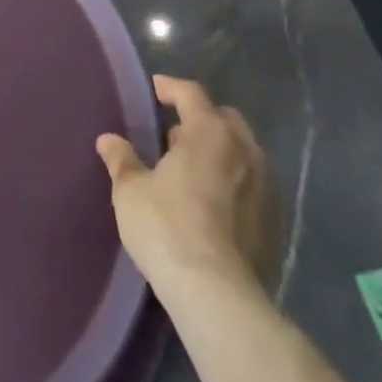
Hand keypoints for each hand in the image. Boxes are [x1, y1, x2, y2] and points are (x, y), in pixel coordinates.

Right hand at [96, 75, 278, 296]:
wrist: (215, 294)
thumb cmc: (166, 226)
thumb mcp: (131, 189)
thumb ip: (121, 159)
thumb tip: (109, 140)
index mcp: (210, 132)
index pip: (191, 93)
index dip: (170, 87)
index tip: (154, 89)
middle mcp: (244, 150)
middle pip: (224, 119)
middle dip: (200, 118)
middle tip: (173, 132)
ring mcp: (264, 187)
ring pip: (241, 152)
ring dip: (217, 151)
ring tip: (189, 167)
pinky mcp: (273, 222)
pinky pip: (249, 184)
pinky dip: (230, 180)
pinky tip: (209, 199)